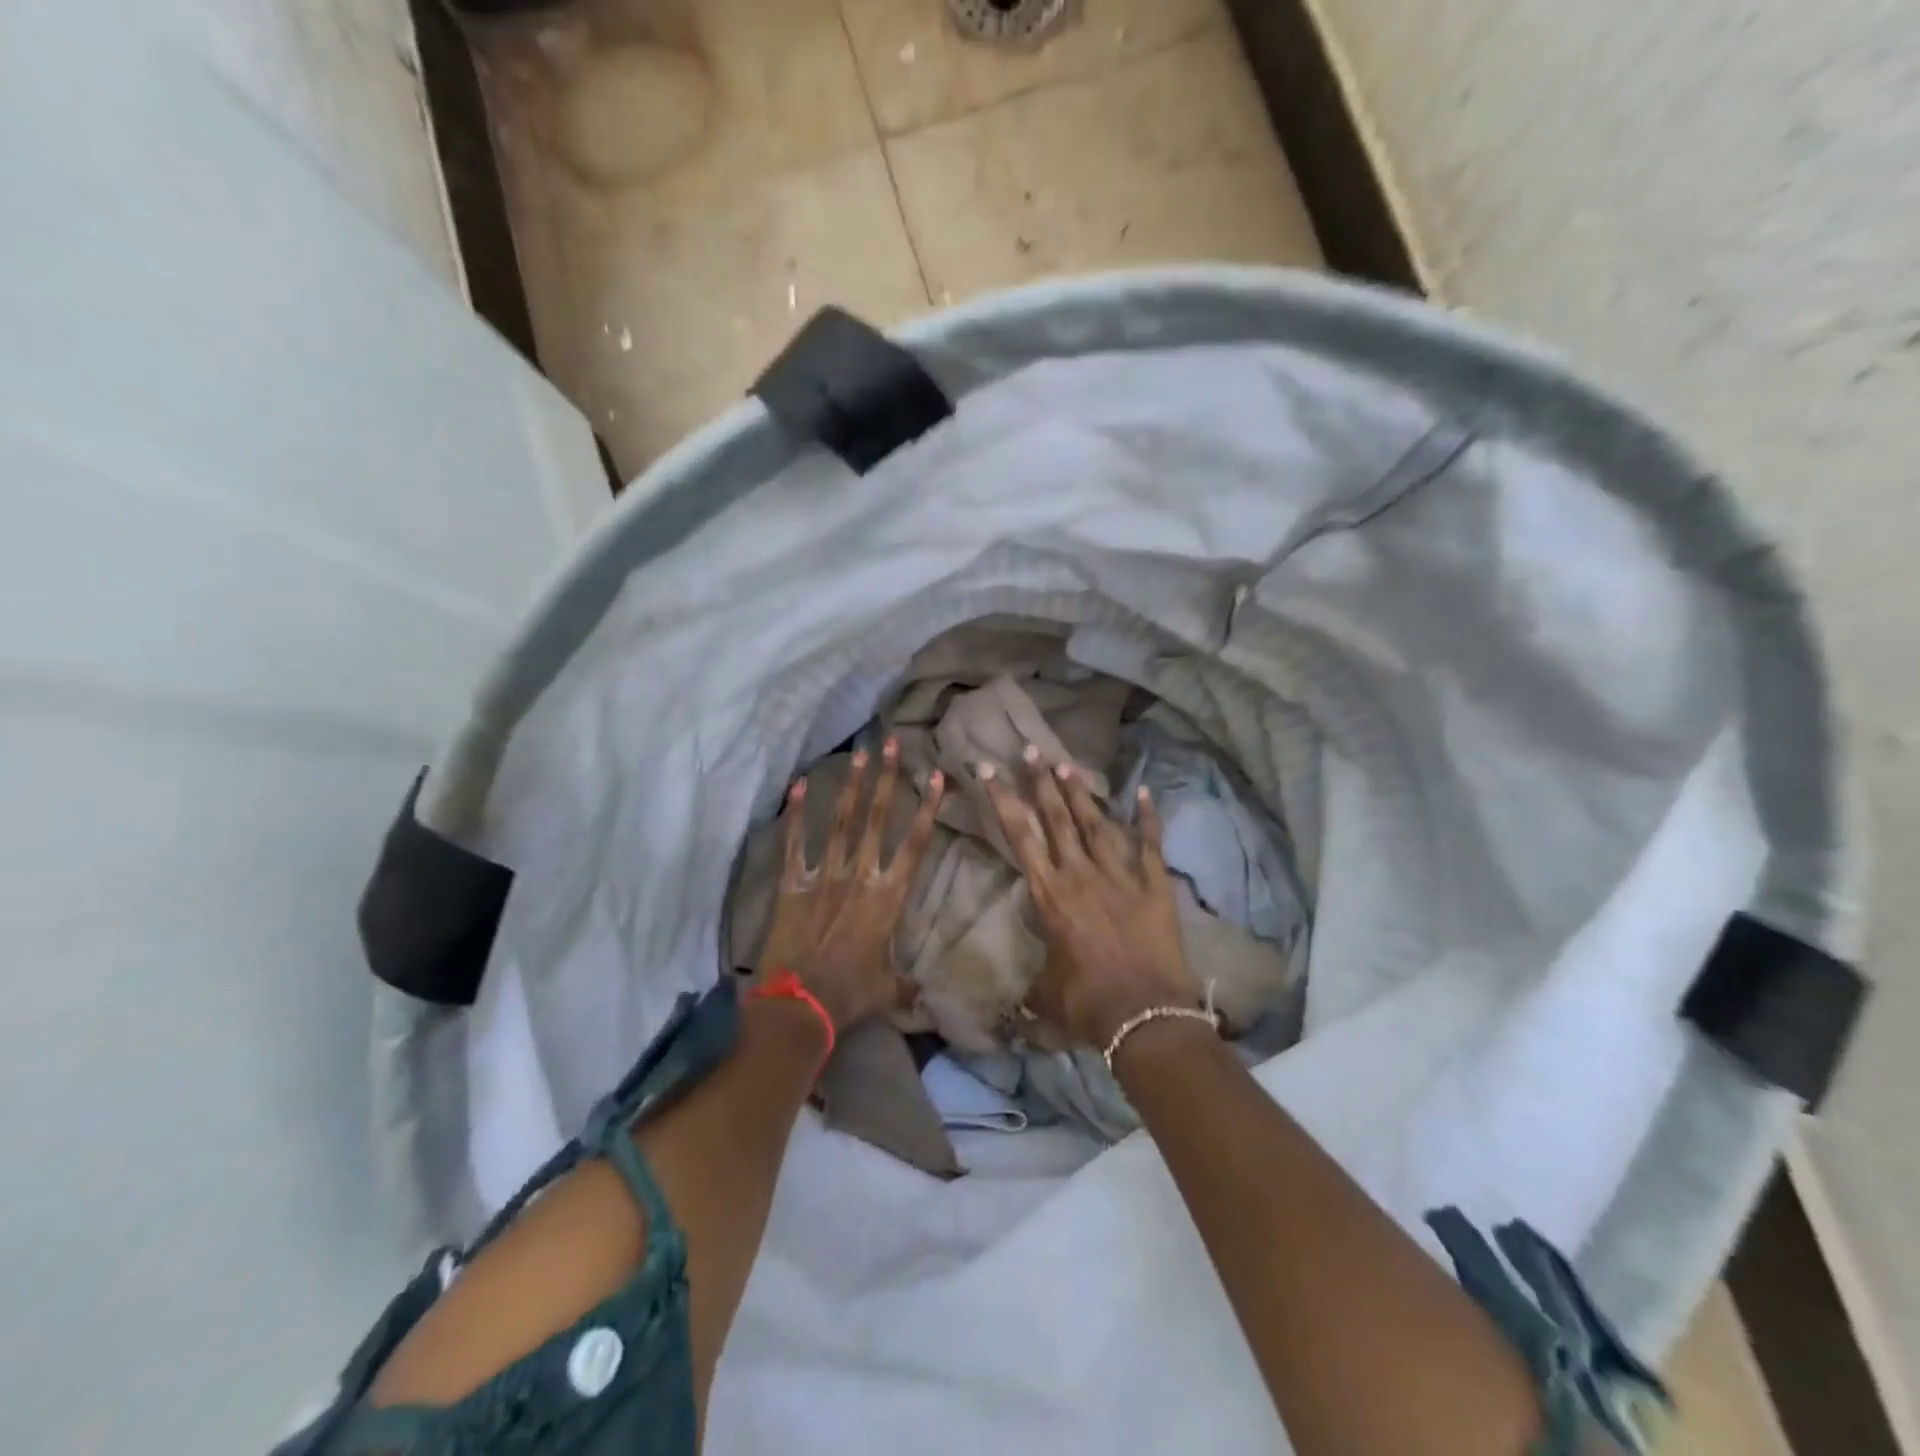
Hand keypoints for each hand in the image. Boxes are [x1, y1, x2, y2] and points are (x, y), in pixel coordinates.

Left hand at [755, 739, 945, 1033]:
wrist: (800, 1008)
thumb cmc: (851, 997)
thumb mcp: (887, 990)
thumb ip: (906, 986)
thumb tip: (923, 999)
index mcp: (888, 898)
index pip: (915, 844)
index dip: (928, 808)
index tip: (936, 776)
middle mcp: (860, 877)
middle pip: (878, 819)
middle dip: (887, 778)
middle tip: (892, 743)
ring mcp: (825, 877)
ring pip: (842, 822)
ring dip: (852, 786)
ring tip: (860, 753)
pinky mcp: (792, 885)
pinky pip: (795, 844)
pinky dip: (797, 814)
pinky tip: (800, 784)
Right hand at [978, 746, 1204, 1049]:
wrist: (1145, 1015)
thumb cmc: (1087, 1004)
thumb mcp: (1047, 994)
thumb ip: (1033, 987)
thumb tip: (1021, 1002)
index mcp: (1050, 894)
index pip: (1021, 836)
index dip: (1003, 800)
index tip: (989, 770)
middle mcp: (1081, 874)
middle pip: (1057, 818)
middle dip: (1041, 782)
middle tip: (1031, 750)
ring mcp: (1120, 876)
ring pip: (1096, 823)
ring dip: (1080, 793)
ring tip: (1067, 764)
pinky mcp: (1154, 885)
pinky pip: (1150, 844)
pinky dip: (1148, 818)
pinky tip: (1145, 791)